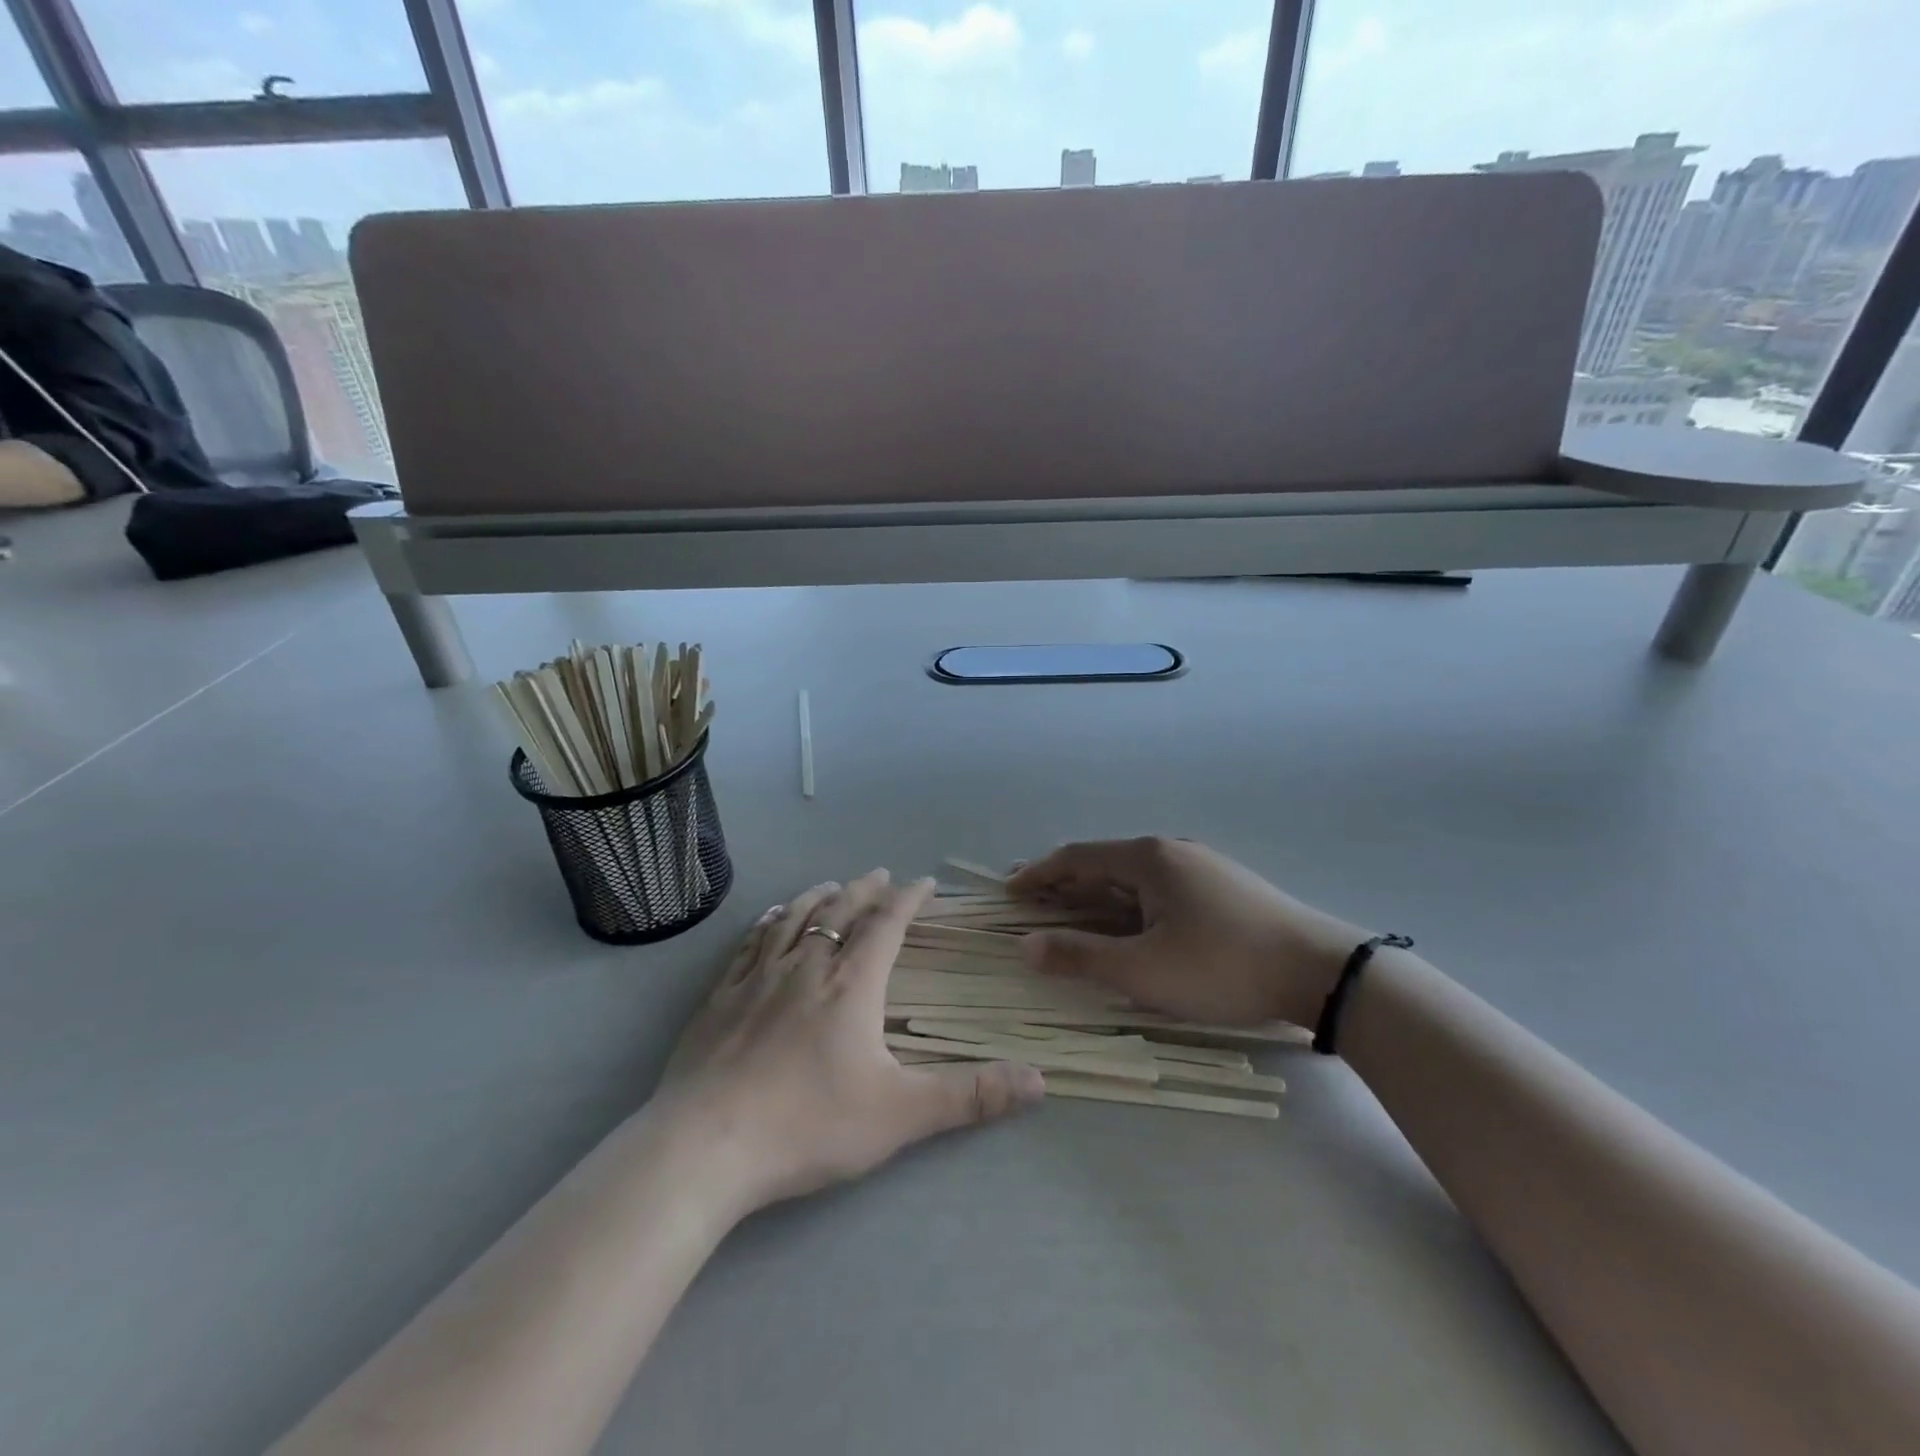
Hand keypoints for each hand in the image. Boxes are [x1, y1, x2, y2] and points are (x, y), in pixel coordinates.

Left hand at [657, 870, 1043, 1215]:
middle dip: (865, 889)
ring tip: (831, 885)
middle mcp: (806, 966)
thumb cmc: (809, 1124)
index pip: (887, 925)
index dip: (908, 900)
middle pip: (840, 911)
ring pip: (794, 919)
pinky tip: (769, 920)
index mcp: (852, 985)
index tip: (924, 883)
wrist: (707, 1145)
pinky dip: (768, 923)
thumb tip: (1039, 1080)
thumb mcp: (900, 1115)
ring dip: (818, 897)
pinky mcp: (720, 997)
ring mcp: (758, 977)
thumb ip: (970, 1096)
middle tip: (880, 875)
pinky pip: (749, 944)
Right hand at [1007, 838, 1367, 1028]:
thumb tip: (1027, 946)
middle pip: (1104, 863)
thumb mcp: (1144, 970)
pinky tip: (1130, 927)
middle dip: (1065, 884)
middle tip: (1031, 904)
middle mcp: (1171, 851)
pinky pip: (1158, 890)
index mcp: (1148, 858)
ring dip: (1097, 897)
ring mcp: (1201, 867)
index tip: (1008, 892)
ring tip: (1072, 917)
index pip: (1077, 858)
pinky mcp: (1223, 889)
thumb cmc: (1222, 966)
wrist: (1321, 971)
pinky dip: (1128, 905)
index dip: (1038, 874)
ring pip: (1133, 878)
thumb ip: (1081, 957)